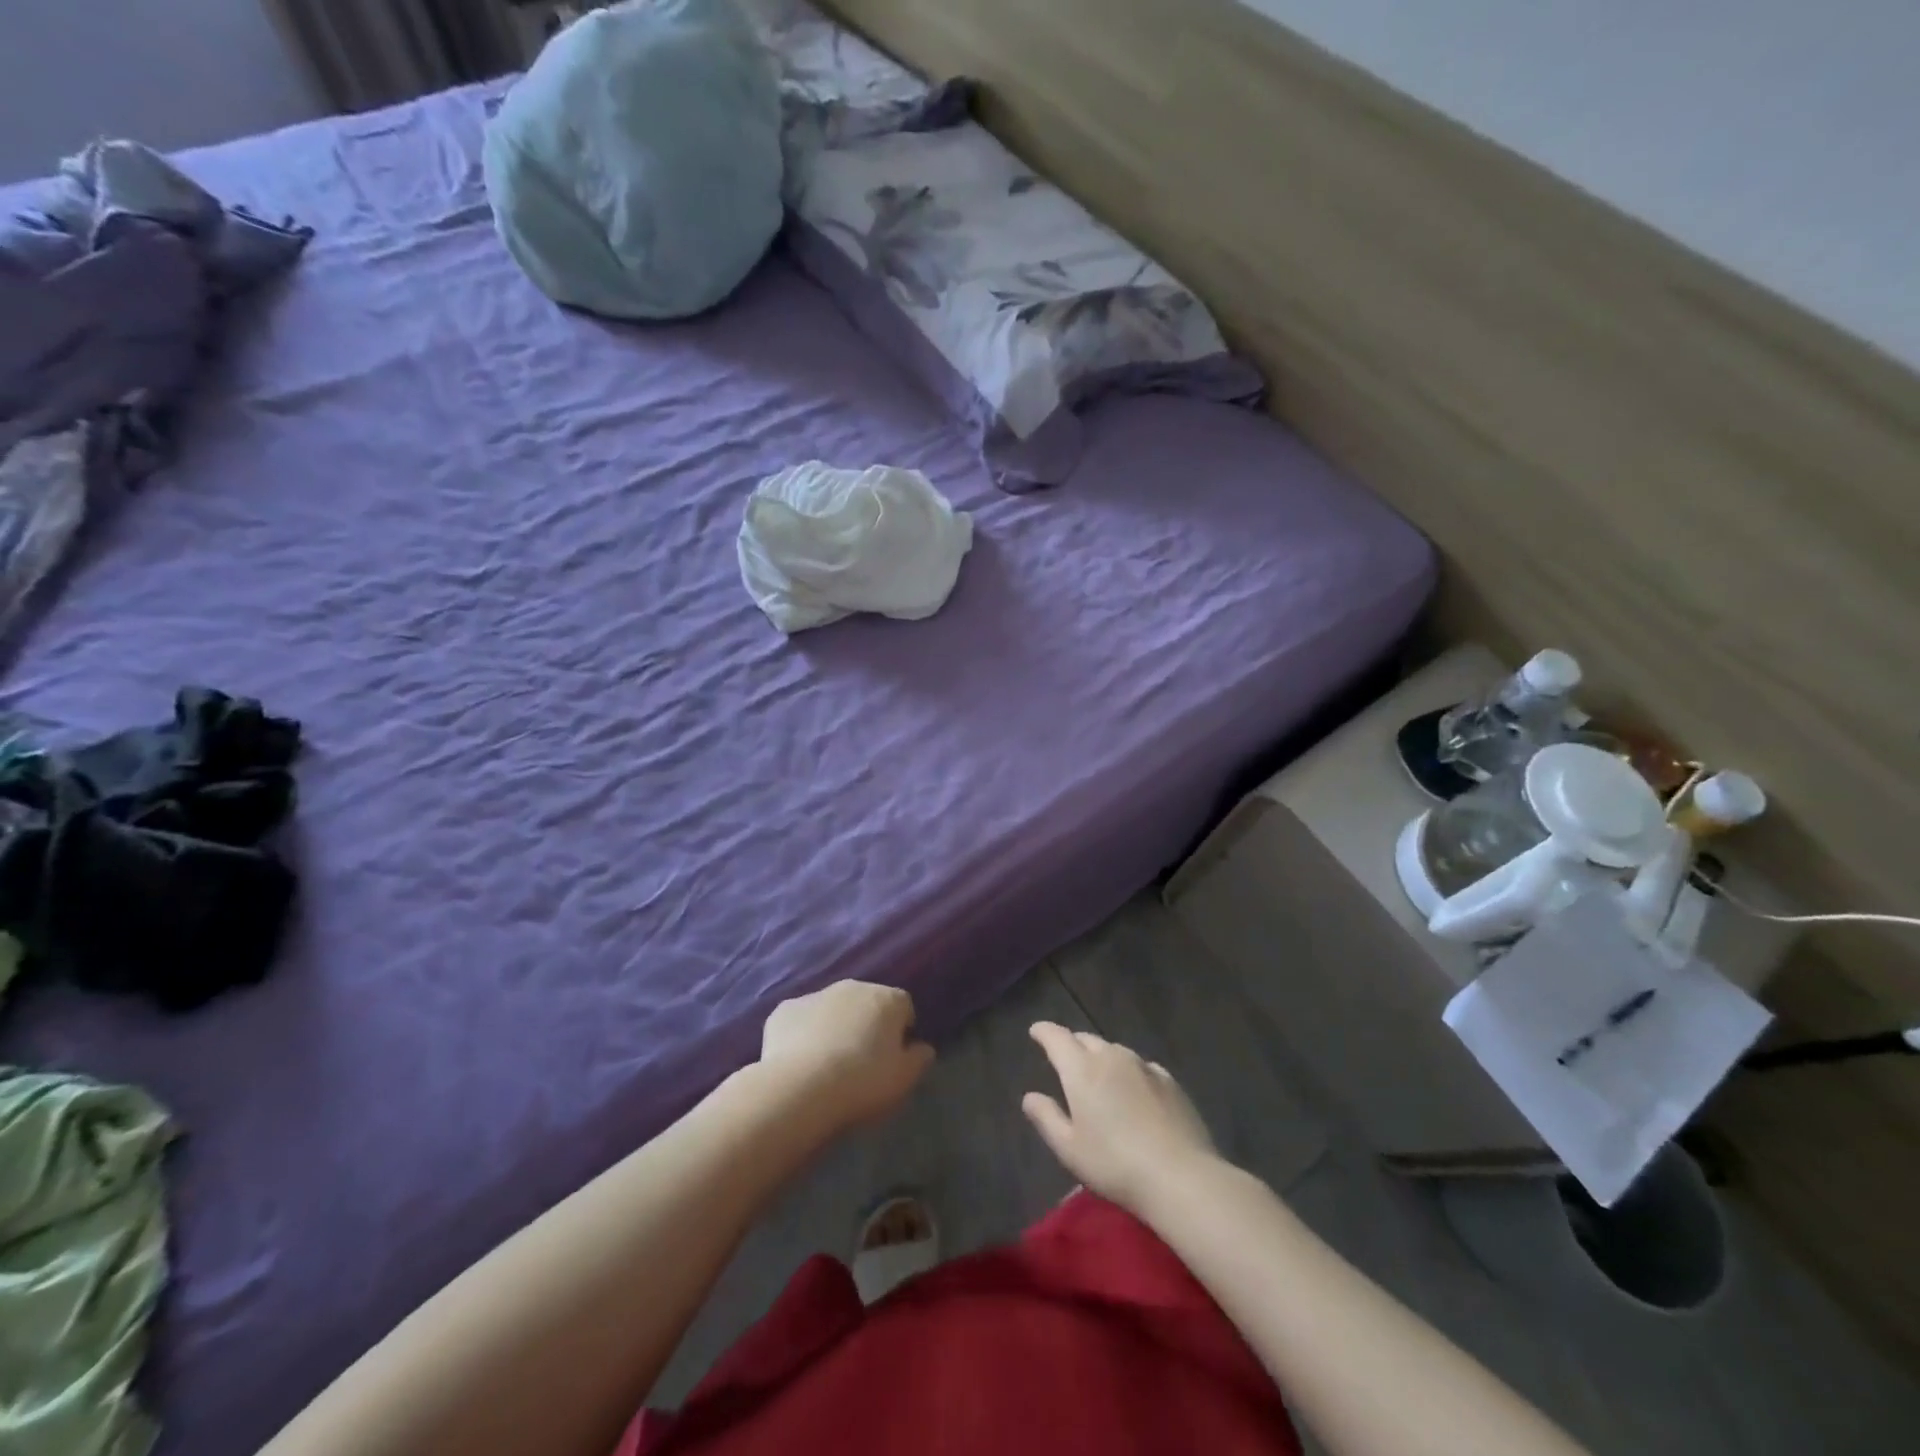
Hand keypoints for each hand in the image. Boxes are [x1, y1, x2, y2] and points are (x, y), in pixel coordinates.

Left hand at [760, 981, 934, 1132]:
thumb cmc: (863, 1082)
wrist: (800, 1088)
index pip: (903, 1006)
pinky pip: (800, 1020)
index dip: (901, 1030)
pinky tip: (799, 1062)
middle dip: (866, 1024)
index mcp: (887, 999)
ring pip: (831, 1008)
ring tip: (827, 1064)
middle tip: (861, 1061)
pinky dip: (802, 1034)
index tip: (893, 1056)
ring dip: (834, 1026)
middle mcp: (852, 987)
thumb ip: (919, 1059)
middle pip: (866, 1002)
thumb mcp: (904, 1079)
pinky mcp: (783, 1011)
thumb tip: (923, 1047)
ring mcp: (815, 995)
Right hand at [1022, 1022, 1217, 1213]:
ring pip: (1114, 1050)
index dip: (1044, 1032)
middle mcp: (1112, 1057)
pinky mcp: (1169, 1081)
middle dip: (1072, 1044)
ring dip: (1101, 1057)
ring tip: (1099, 1077)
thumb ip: (1047, 1118)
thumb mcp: (1069, 1149)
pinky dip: (1129, 1071)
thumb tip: (1030, 1097)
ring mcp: (1144, 1066)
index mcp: (1082, 1069)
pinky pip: (1140, 1066)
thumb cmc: (1115, 1164)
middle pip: (1086, 1039)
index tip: (1035, 1032)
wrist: (1180, 1176)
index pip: (1057, 1037)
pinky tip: (1134, 1091)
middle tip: (1065, 1060)